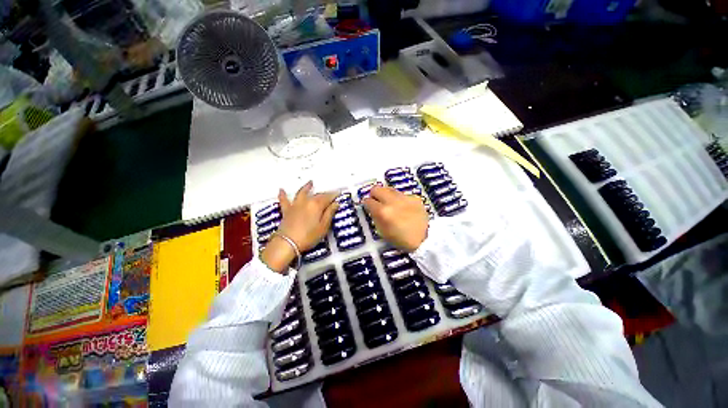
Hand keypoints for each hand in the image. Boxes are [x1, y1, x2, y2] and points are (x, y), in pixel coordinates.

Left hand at [261, 181, 338, 272]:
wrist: (287, 243)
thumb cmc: (308, 236)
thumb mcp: (323, 227)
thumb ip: (330, 213)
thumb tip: (336, 203)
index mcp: (316, 205)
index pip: (328, 197)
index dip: (334, 195)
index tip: (338, 193)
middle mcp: (306, 202)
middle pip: (317, 195)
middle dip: (324, 194)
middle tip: (330, 193)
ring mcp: (295, 205)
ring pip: (302, 193)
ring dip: (306, 187)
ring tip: (310, 182)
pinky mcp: (286, 211)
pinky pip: (284, 200)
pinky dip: (282, 195)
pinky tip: (281, 190)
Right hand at [363, 186, 428, 251]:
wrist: (425, 238)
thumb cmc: (401, 239)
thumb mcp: (383, 232)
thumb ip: (375, 217)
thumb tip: (372, 208)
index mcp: (383, 212)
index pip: (368, 201)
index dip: (367, 204)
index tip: (368, 206)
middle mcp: (392, 201)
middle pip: (377, 188)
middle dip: (374, 194)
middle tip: (377, 201)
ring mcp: (404, 198)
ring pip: (389, 189)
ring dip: (386, 195)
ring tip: (390, 204)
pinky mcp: (414, 197)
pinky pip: (402, 194)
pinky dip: (399, 199)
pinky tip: (403, 207)